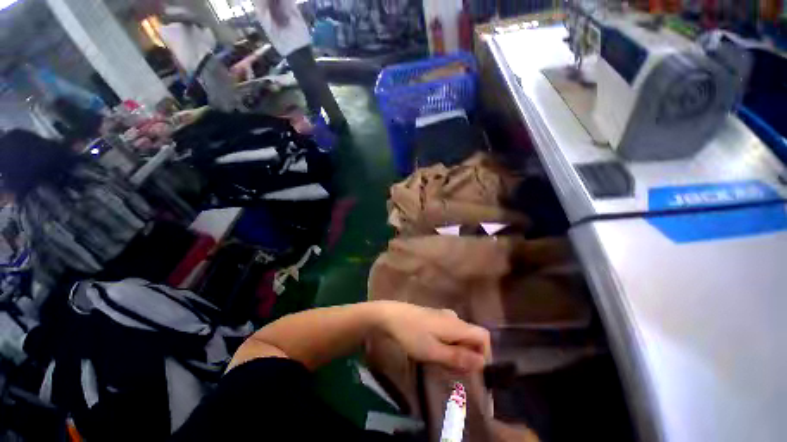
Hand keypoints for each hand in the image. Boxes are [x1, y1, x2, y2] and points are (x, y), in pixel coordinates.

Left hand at [376, 302, 490, 372]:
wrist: (390, 315)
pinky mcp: (434, 317)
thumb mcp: (433, 351)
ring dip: (457, 351)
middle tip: (453, 369)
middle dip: (468, 356)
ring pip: (460, 335)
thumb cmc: (411, 334)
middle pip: (472, 337)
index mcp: (456, 325)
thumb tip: (482, 363)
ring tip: (441, 362)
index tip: (474, 370)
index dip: (485, 354)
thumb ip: (458, 357)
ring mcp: (443, 315)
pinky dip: (448, 344)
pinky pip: (449, 331)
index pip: (484, 336)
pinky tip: (434, 350)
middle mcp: (453, 317)